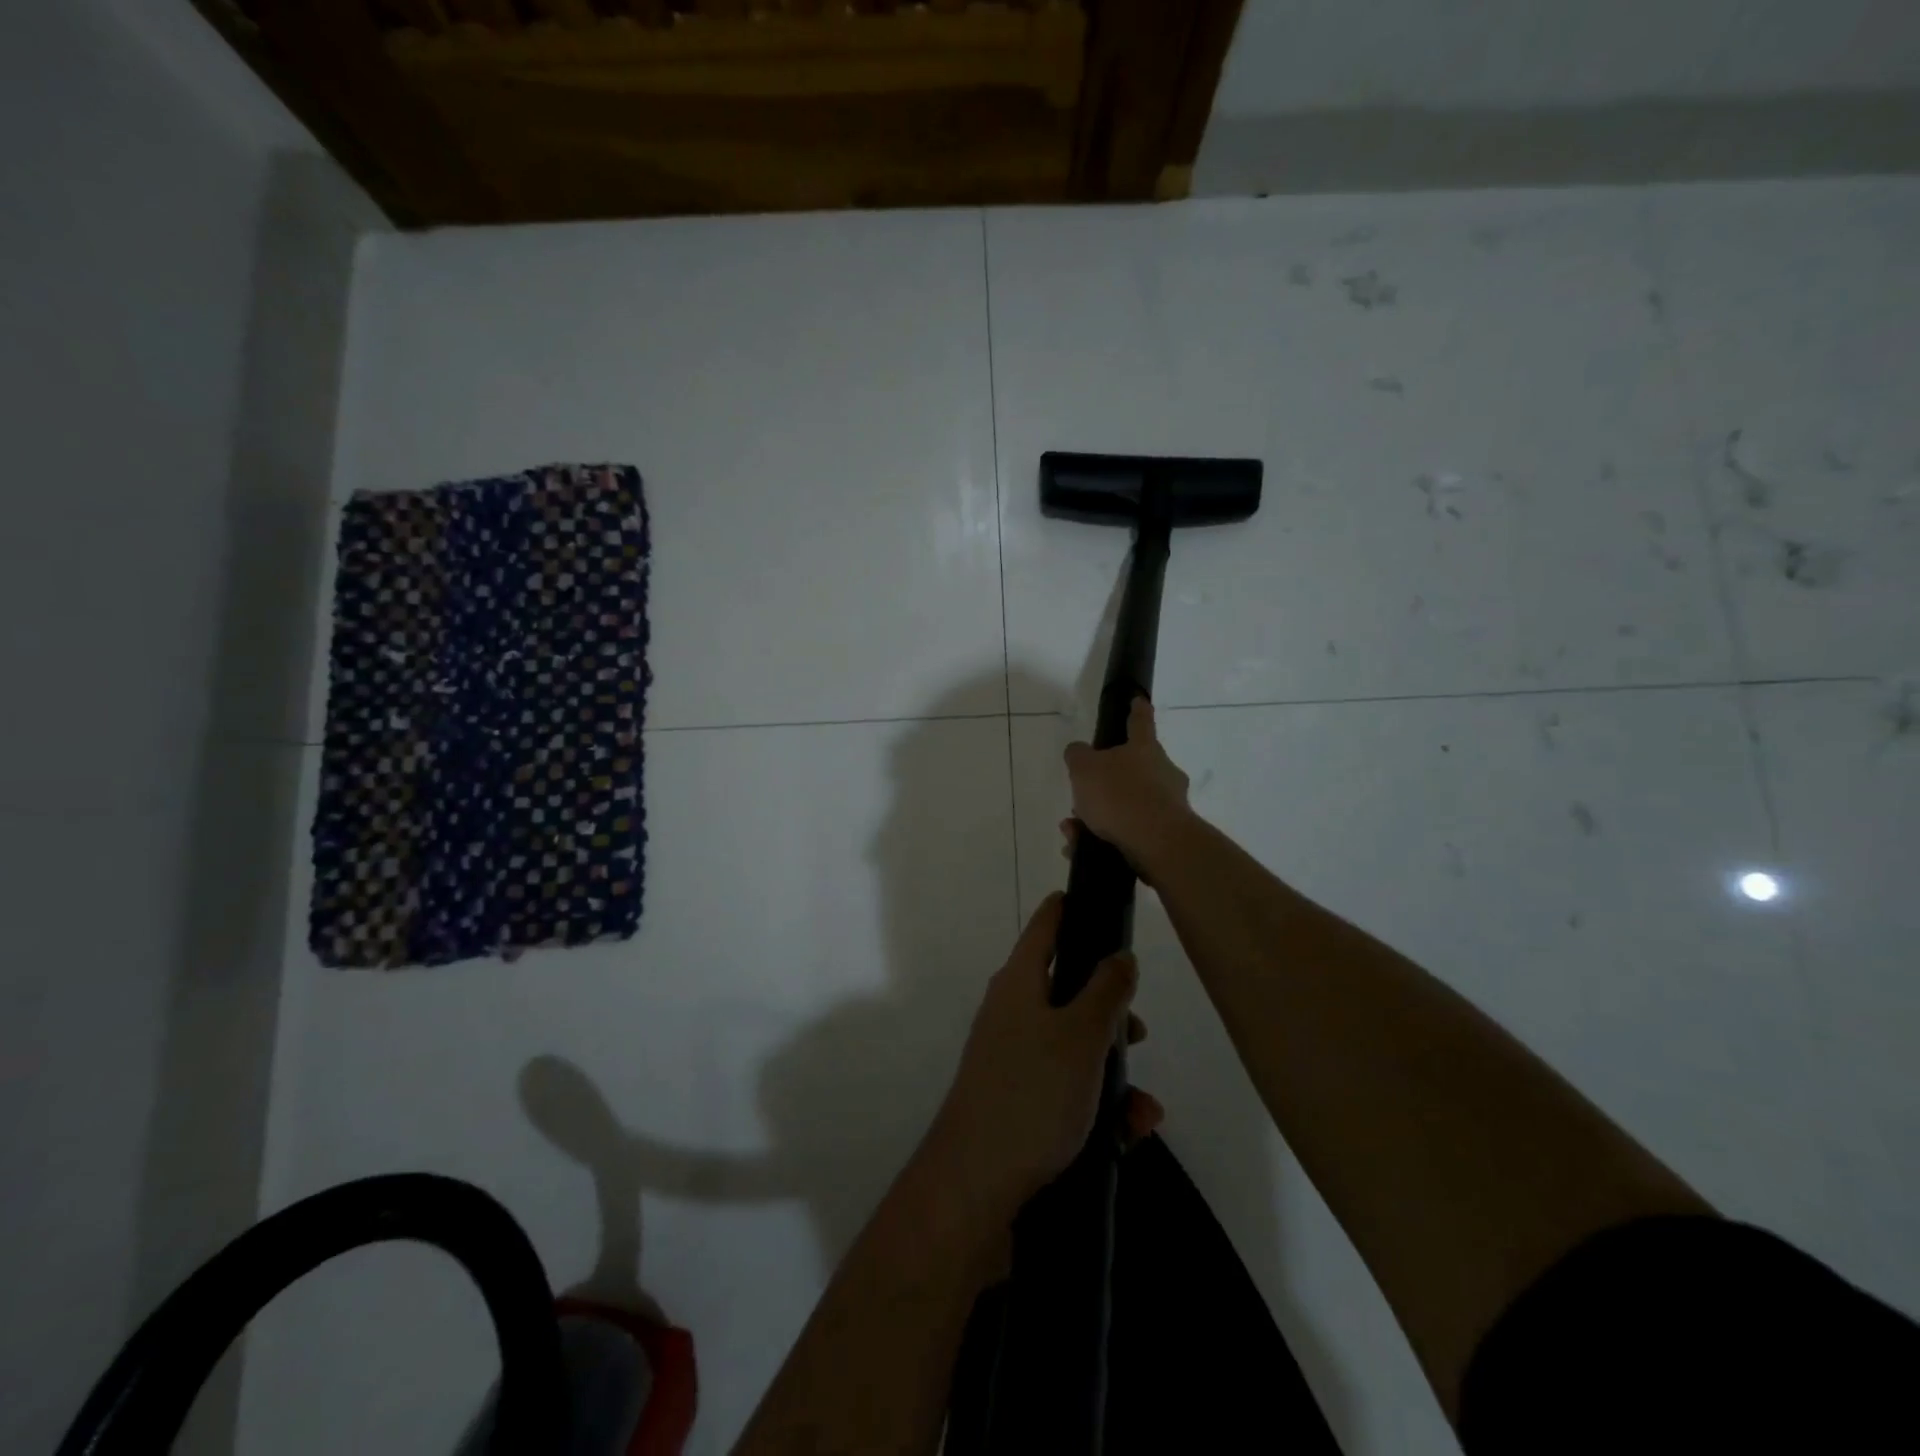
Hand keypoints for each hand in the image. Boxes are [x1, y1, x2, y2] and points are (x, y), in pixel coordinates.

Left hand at [925, 893, 1163, 1221]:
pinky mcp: (1018, 1101)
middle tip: (1138, 1032)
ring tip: (1141, 1107)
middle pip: (1068, 990)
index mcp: (1019, 983)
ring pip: (1074, 1046)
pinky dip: (1098, 1105)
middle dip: (1110, 1011)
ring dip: (1112, 1070)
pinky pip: (1067, 1088)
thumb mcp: (1081, 1036)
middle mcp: (1011, 1012)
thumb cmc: (1032, 1094)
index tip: (1101, 899)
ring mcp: (1012, 1058)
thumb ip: (1106, 991)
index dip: (1072, 907)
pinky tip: (1127, 1134)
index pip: (1047, 925)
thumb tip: (1120, 955)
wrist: (974, 1186)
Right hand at [1063, 698, 1195, 879]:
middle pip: (1132, 769)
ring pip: (1127, 804)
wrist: (1157, 843)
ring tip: (1072, 830)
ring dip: (1098, 815)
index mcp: (1144, 748)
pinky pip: (1129, 831)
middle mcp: (1162, 772)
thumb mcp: (1084, 769)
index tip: (1138, 701)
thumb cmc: (1120, 795)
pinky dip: (1104, 837)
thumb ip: (1077, 756)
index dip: (1136, 710)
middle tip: (1082, 795)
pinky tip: (1080, 849)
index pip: (1140, 722)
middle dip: (1105, 782)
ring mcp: (1168, 804)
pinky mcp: (1166, 834)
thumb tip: (1079, 752)